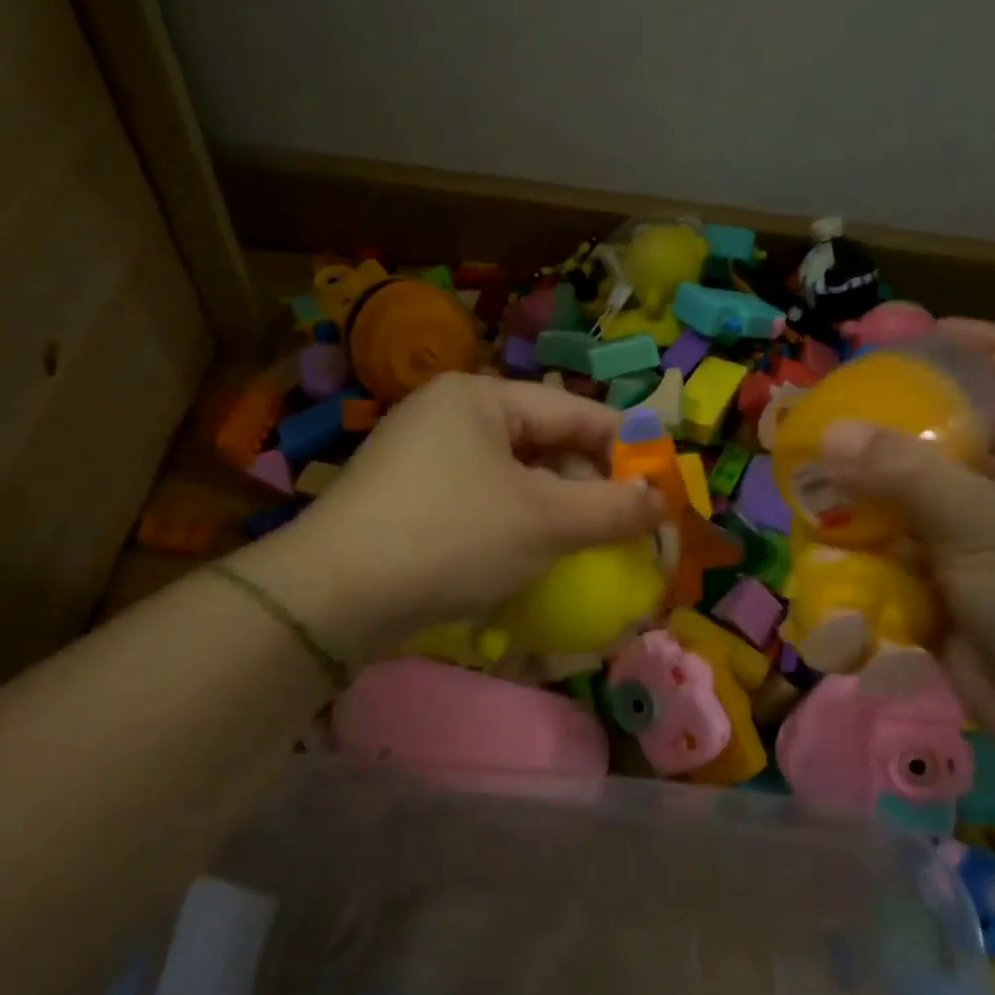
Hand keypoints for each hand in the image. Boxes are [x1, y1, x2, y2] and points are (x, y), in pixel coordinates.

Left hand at [227, 374, 663, 662]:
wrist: (335, 597)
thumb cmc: (452, 537)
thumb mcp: (545, 521)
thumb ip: (611, 507)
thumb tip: (658, 500)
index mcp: (478, 397)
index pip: (573, 410)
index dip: (623, 447)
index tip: (660, 485)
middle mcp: (444, 416)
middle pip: (539, 442)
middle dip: (583, 485)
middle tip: (619, 527)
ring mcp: (417, 460)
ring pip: (508, 479)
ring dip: (548, 512)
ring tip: (578, 548)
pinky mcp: (402, 502)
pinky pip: (475, 505)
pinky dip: (508, 528)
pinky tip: (523, 561)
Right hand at [814, 320, 994, 769]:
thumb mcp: (985, 523)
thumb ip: (906, 476)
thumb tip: (829, 432)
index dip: (986, 345)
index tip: (928, 332)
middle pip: (938, 449)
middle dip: (885, 434)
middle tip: (824, 424)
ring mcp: (965, 558)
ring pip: (900, 516)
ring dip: (855, 510)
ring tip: (801, 497)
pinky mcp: (939, 605)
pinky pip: (886, 574)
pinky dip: (853, 571)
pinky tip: (814, 565)